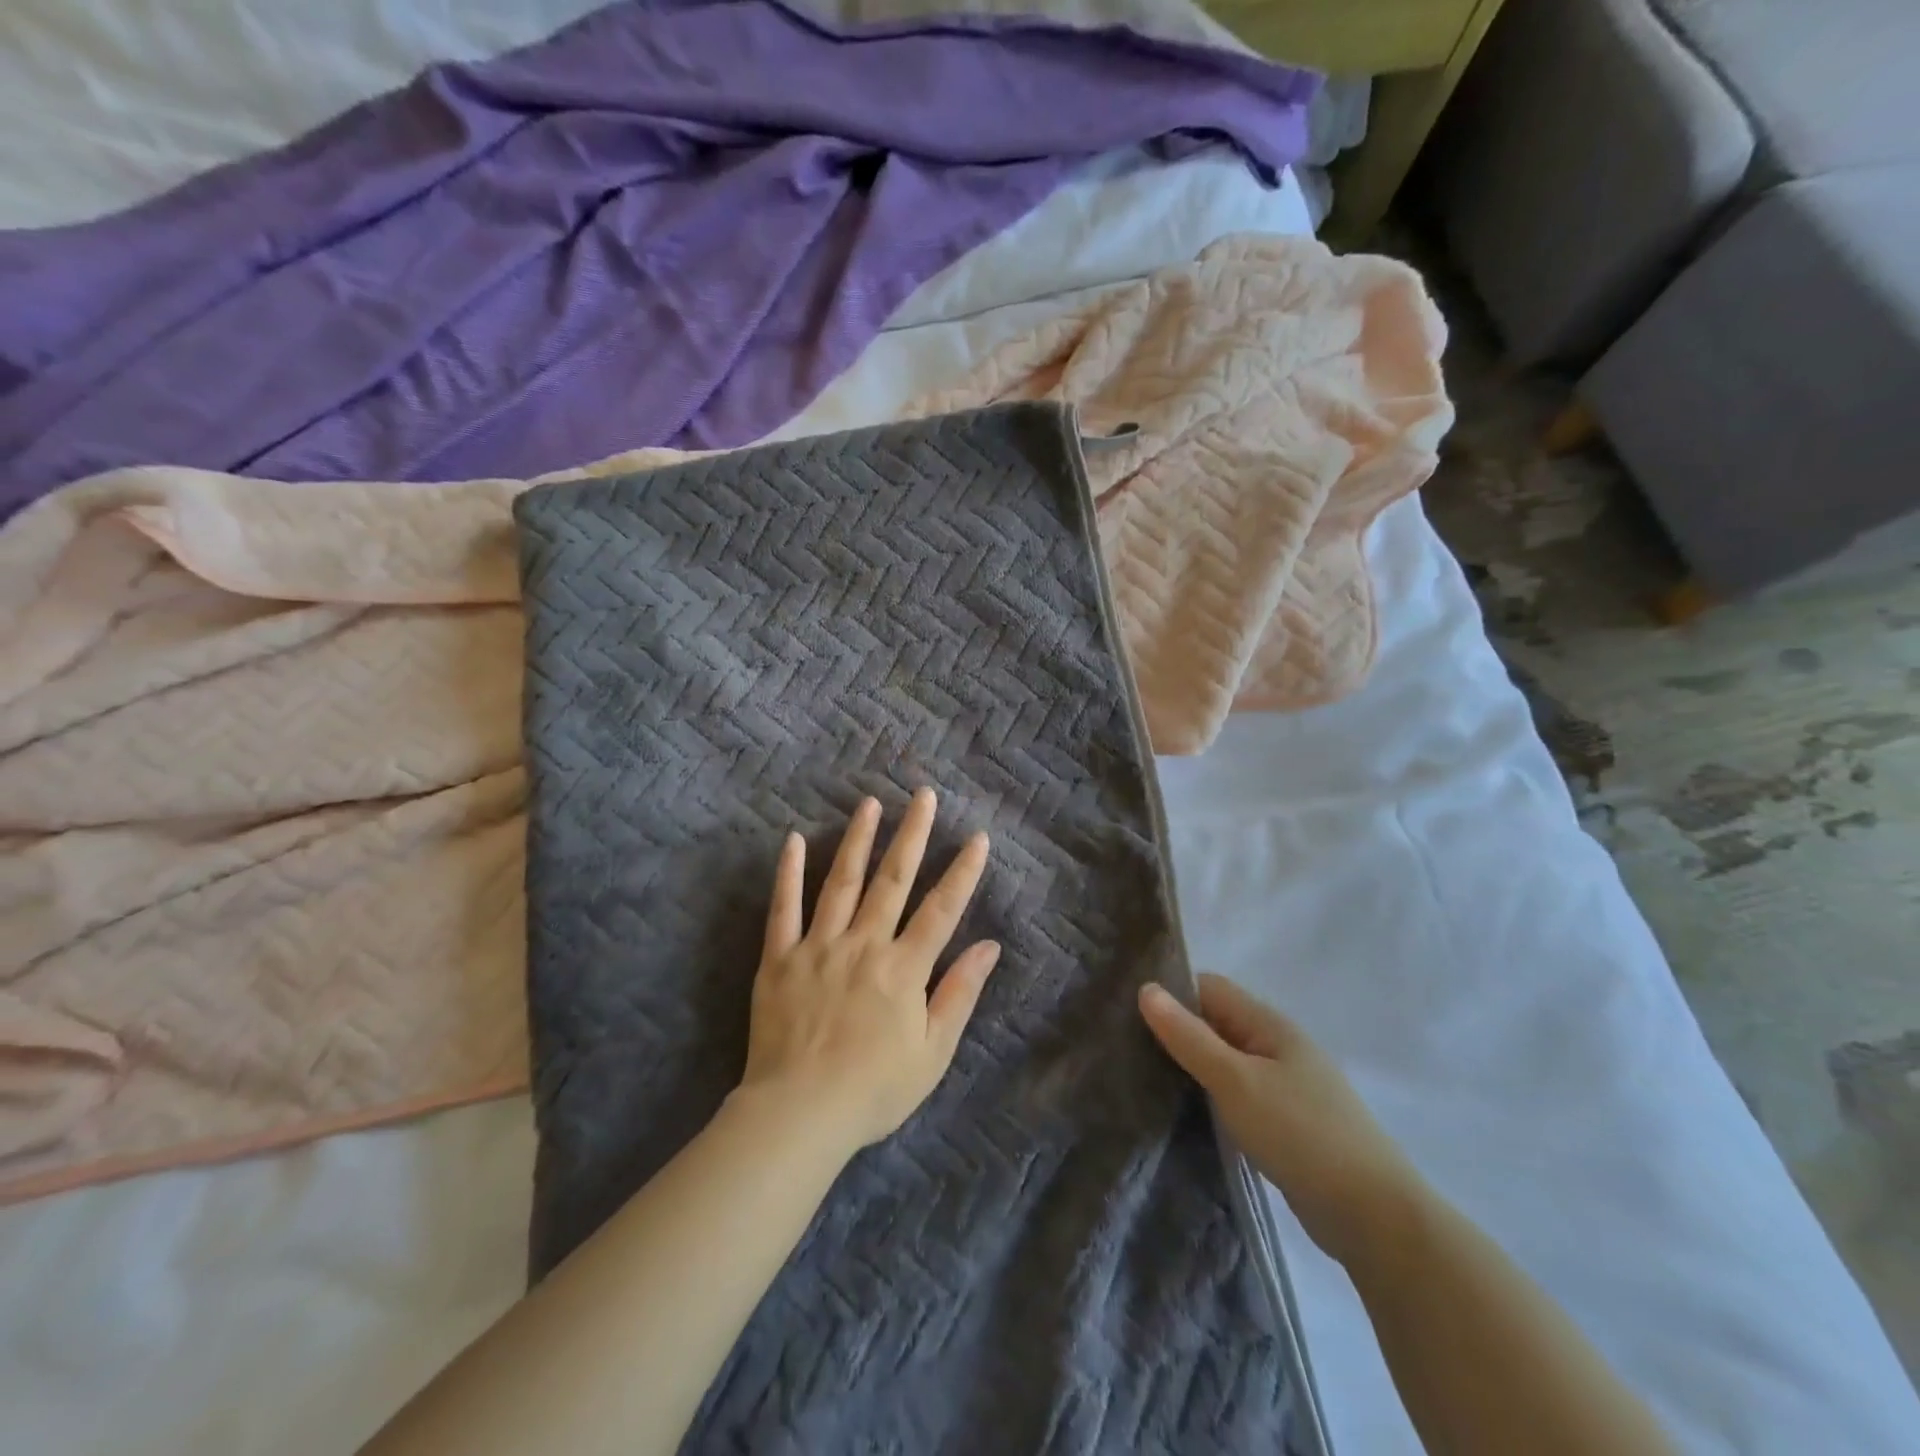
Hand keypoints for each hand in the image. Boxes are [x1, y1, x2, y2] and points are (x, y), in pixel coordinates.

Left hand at [737, 789, 1000, 1158]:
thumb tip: (989, 946)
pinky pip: (783, 908)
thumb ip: (960, 993)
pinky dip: (787, 873)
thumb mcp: (933, 1052)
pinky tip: (791, 839)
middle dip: (912, 835)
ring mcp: (818, 947)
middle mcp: (863, 945)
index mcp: (903, 969)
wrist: (799, 1115)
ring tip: (870, 804)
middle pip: (892, 880)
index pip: (941, 910)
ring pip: (841, 882)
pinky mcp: (779, 958)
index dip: (962, 872)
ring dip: (857, 839)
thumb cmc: (874, 1089)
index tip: (976, 837)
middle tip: (923, 795)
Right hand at [1139, 974, 1426, 1267]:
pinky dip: (1212, 1096)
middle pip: (1216, 1023)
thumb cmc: (1301, 1134)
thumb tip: (1146, 988)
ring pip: (1226, 1061)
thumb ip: (1189, 1036)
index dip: (1171, 993)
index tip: (1127, 1012)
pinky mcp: (1287, 1123)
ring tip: (1145, 1078)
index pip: (1209, 988)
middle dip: (1176, 1031)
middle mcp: (1278, 1047)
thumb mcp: (1235, 1081)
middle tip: (1126, 1047)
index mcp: (1269, 1025)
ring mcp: (1286, 1086)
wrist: (1375, 1218)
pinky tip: (1186, 1112)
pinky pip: (1238, 1094)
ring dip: (1192, 1066)